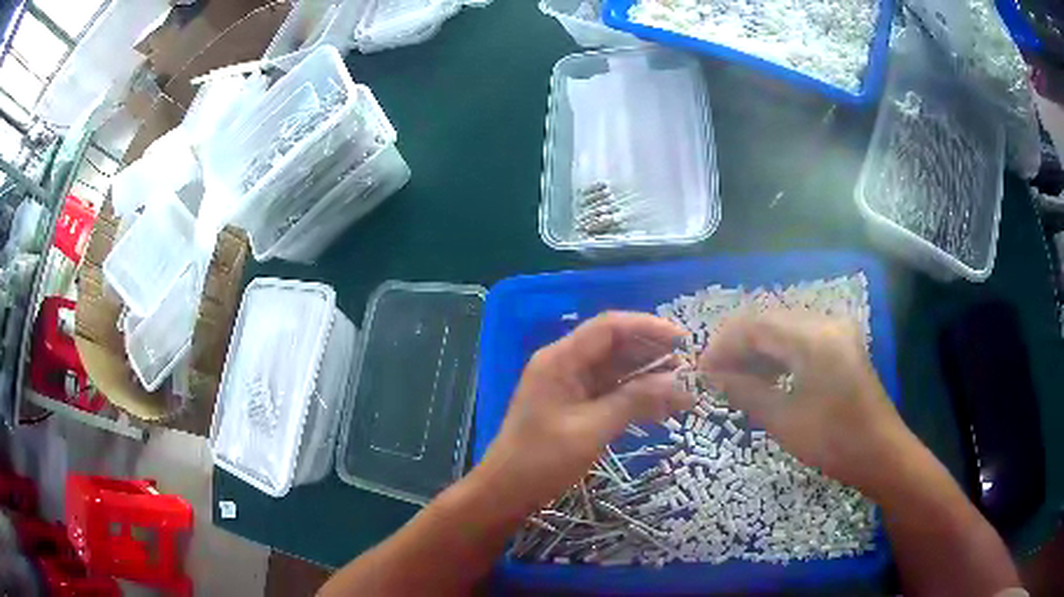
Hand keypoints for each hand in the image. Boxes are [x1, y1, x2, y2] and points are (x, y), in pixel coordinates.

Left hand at [474, 312, 694, 515]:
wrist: (506, 491)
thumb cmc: (542, 460)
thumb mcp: (591, 430)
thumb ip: (634, 401)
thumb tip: (679, 383)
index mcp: (561, 360)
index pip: (610, 328)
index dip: (649, 328)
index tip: (683, 341)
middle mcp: (565, 364)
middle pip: (615, 346)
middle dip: (653, 354)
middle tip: (690, 369)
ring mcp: (570, 385)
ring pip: (616, 370)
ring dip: (648, 377)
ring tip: (683, 390)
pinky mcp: (575, 405)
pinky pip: (610, 392)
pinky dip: (635, 397)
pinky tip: (662, 409)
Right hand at [698, 310, 911, 490]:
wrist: (882, 453)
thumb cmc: (834, 442)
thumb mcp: (784, 420)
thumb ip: (746, 391)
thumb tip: (712, 376)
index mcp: (814, 338)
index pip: (756, 324)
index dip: (724, 343)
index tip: (702, 370)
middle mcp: (825, 323)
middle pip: (769, 320)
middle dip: (738, 346)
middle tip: (715, 377)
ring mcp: (835, 331)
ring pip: (783, 328)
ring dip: (756, 351)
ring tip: (735, 380)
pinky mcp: (840, 344)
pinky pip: (799, 338)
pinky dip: (777, 355)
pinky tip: (765, 378)